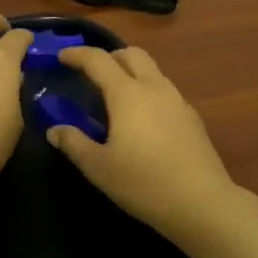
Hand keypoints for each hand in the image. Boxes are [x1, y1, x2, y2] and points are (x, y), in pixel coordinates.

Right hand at [46, 46, 239, 240]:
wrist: (202, 203)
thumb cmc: (143, 183)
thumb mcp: (98, 167)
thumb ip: (74, 143)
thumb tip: (55, 130)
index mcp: (127, 94)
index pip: (98, 60)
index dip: (77, 54)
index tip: (61, 57)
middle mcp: (154, 87)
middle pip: (131, 54)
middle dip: (109, 57)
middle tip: (91, 75)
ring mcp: (178, 101)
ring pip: (152, 71)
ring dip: (130, 73)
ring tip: (115, 99)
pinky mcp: (192, 118)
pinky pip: (164, 91)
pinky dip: (147, 92)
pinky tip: (142, 121)